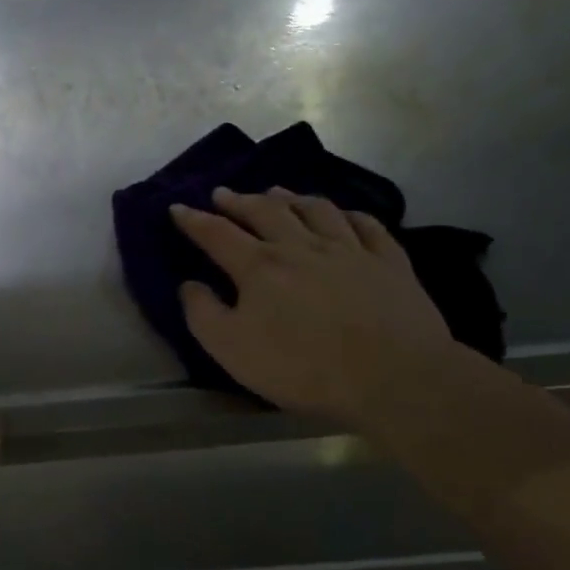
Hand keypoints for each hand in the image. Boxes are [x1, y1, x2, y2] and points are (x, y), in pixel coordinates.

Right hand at [172, 187, 458, 422]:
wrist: (392, 376)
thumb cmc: (303, 367)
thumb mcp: (232, 350)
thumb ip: (203, 314)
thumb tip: (189, 284)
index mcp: (260, 266)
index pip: (217, 234)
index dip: (194, 220)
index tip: (177, 208)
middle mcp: (301, 246)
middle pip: (265, 212)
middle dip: (239, 200)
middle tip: (223, 193)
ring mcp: (349, 249)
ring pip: (315, 209)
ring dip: (290, 197)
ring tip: (277, 192)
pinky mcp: (388, 261)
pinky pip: (367, 225)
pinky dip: (348, 214)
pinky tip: (343, 214)